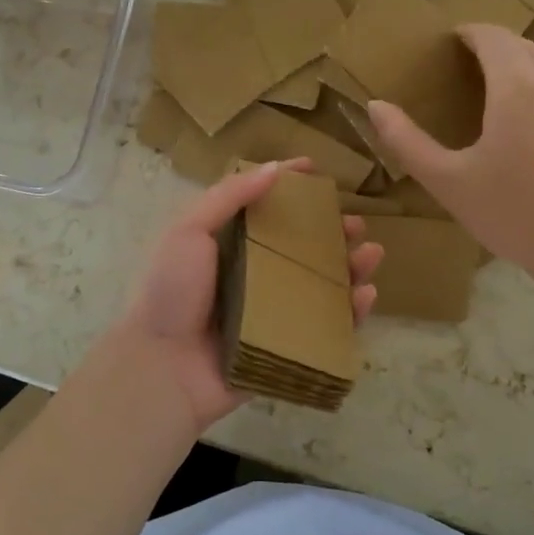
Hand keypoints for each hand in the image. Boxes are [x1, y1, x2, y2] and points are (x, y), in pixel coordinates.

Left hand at [109, 159, 382, 435]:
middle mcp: (254, 275)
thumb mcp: (188, 231)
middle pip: (302, 247)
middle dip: (332, 231)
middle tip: (355, 223)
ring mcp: (273, 313)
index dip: (290, 186)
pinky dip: (351, 313)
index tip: (318, 170)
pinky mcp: (287, 346)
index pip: (265, 208)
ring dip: (350, 268)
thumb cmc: (172, 292)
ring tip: (371, 254)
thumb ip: (227, 197)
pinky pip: (326, 328)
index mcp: (229, 245)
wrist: (162, 367)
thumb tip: (273, 167)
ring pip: (322, 285)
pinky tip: (366, 295)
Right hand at [365, 26, 533, 306]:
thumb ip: (407, 141)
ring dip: (527, 72)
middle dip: (495, 53)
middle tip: (470, 77)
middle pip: (523, 47)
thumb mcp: (448, 182)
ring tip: (508, 103)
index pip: (490, 36)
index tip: (449, 47)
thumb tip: (375, 105)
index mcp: (517, 84)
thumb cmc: (516, 215)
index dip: (466, 35)